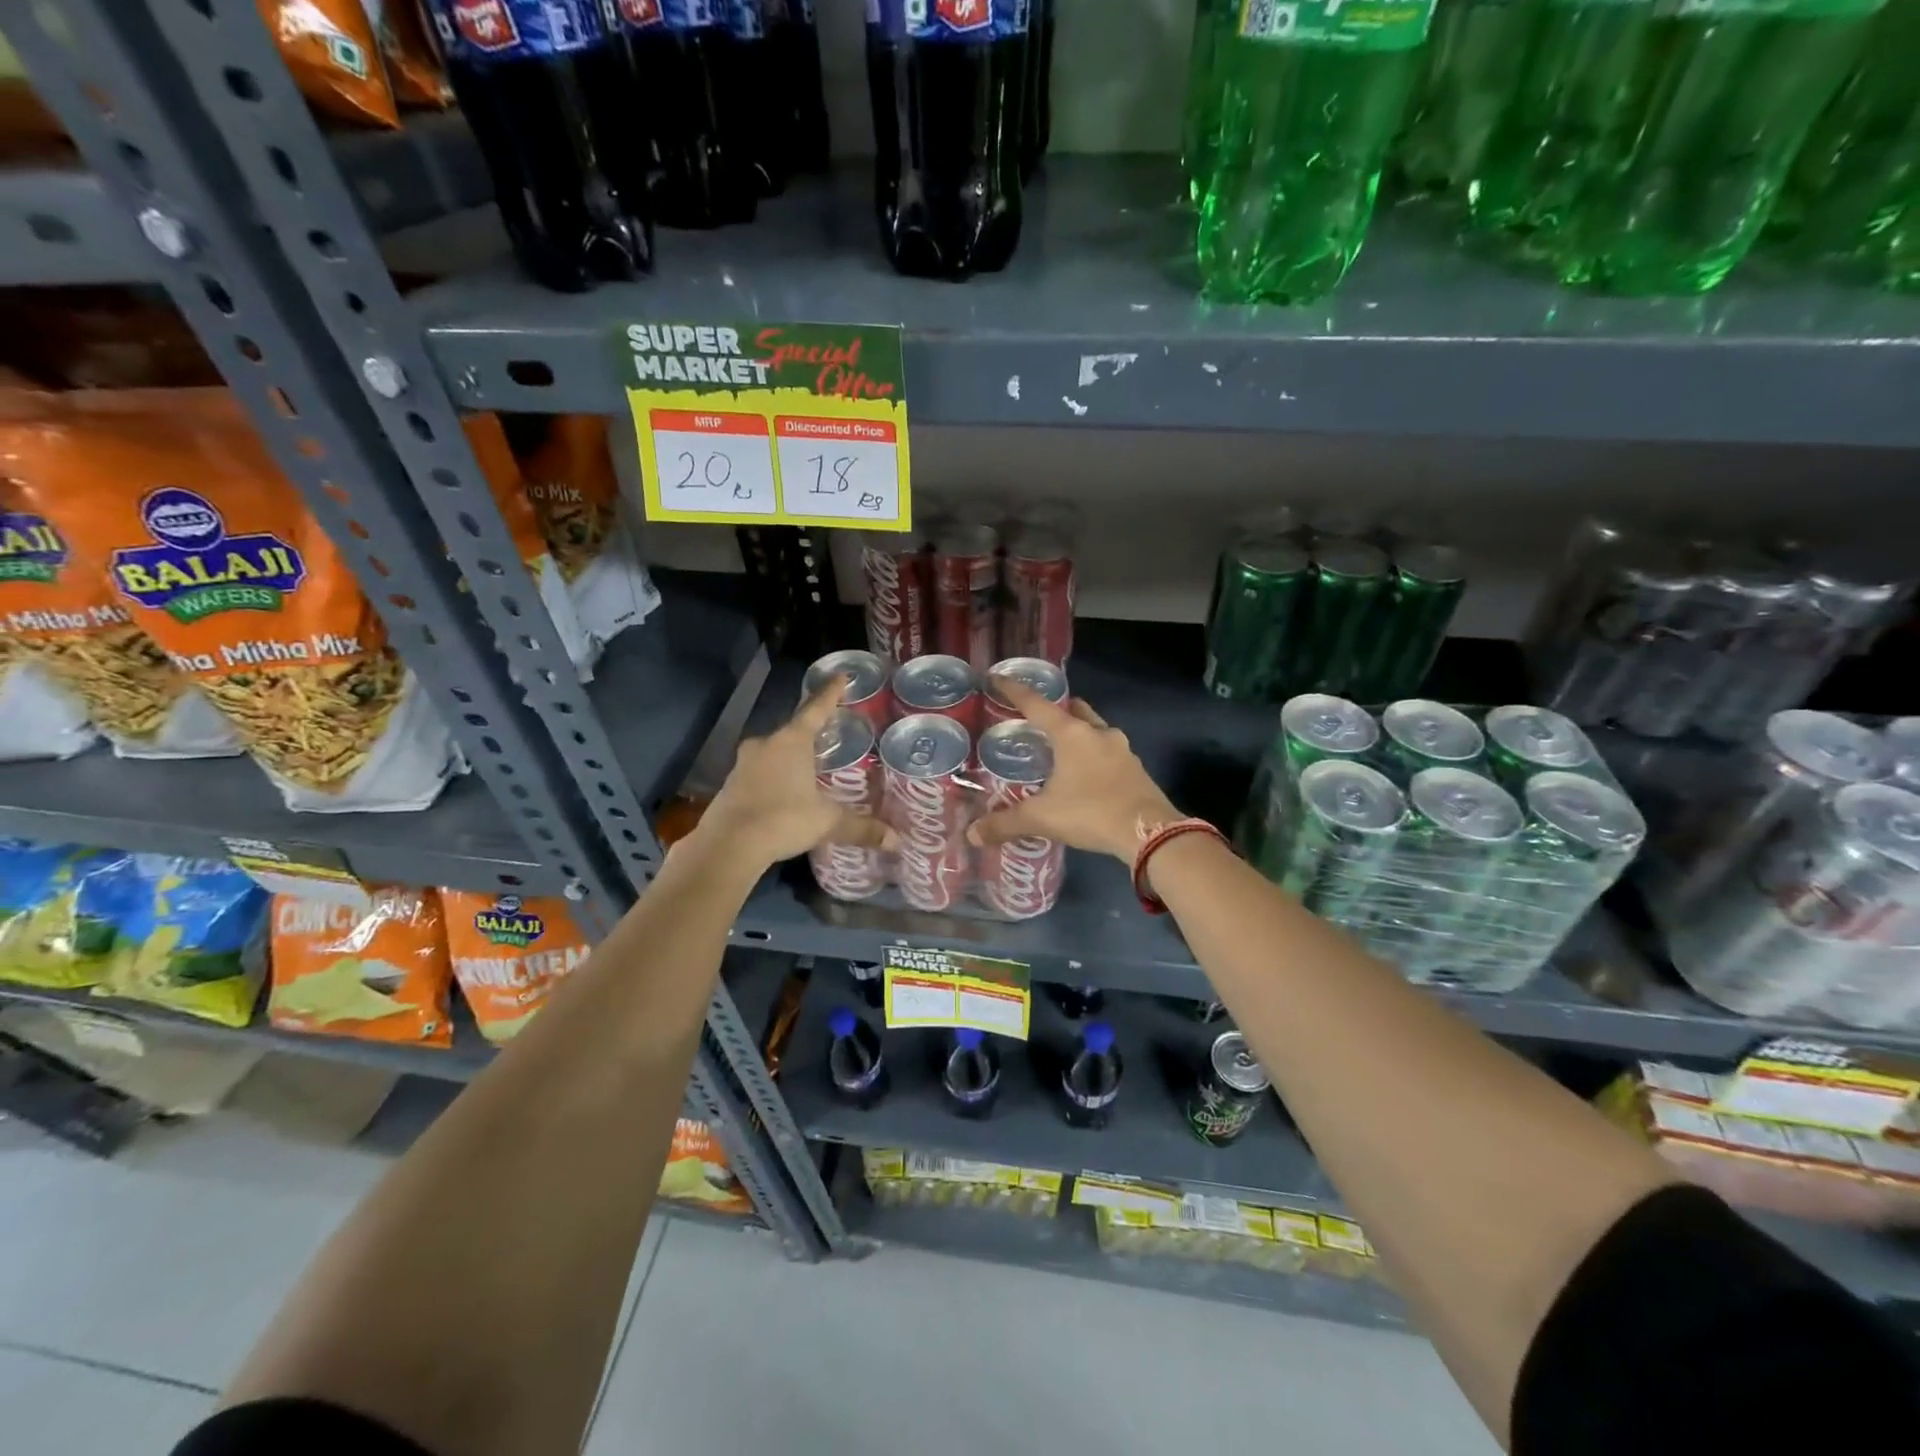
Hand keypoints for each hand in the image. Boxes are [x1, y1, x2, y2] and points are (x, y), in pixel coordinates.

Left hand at [695, 676, 894, 870]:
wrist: (728, 845)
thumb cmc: (783, 820)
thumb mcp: (827, 822)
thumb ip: (861, 827)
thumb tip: (897, 841)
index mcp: (792, 741)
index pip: (816, 709)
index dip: (830, 693)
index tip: (840, 675)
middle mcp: (766, 744)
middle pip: (793, 731)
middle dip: (810, 734)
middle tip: (828, 736)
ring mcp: (743, 763)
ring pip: (773, 752)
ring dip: (789, 758)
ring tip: (808, 769)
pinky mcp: (730, 785)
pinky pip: (759, 773)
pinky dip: (774, 778)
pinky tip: (784, 794)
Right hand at [967, 678, 1180, 862]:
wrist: (1149, 833)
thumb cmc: (1090, 813)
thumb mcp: (1042, 818)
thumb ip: (1005, 823)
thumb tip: (973, 834)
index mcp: (1071, 734)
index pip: (1036, 704)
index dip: (1014, 691)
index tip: (998, 679)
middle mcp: (1098, 733)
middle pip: (1073, 710)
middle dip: (1056, 710)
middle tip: (1036, 720)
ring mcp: (1122, 750)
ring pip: (1095, 730)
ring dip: (1079, 734)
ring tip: (1061, 750)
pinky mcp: (1136, 769)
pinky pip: (1109, 753)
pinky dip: (1094, 757)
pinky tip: (1086, 776)